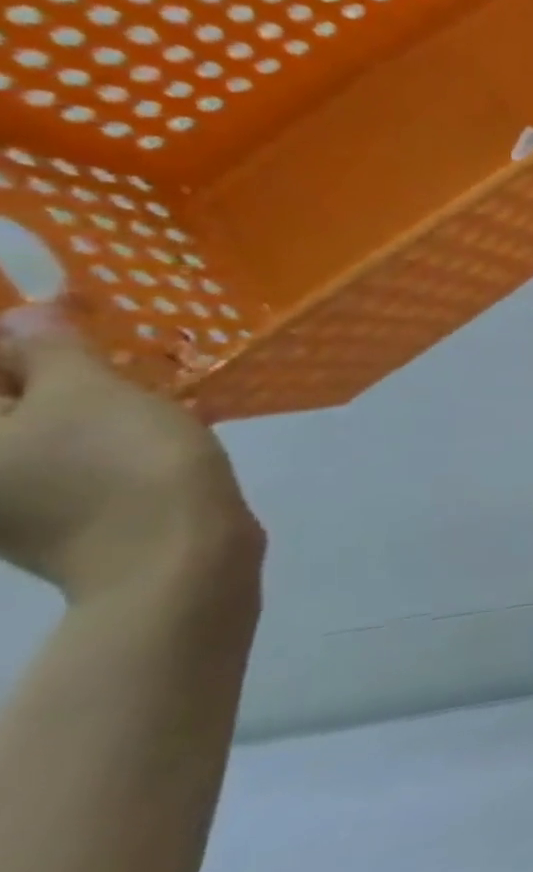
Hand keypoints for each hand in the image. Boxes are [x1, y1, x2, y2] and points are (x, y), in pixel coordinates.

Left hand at [0, 304, 262, 608]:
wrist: (177, 557)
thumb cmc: (124, 466)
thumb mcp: (92, 391)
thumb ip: (52, 347)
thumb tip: (31, 316)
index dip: (18, 336)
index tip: (69, 314)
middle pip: (2, 401)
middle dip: (43, 368)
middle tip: (100, 345)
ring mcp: (4, 502)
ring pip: (32, 429)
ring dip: (75, 398)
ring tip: (134, 382)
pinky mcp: (51, 518)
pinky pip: (61, 457)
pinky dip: (95, 433)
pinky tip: (145, 424)